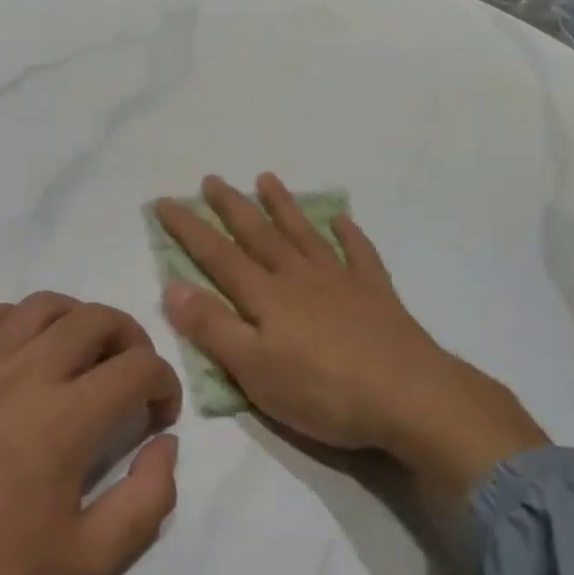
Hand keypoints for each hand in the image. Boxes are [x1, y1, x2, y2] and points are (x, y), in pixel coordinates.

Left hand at [0, 294, 180, 574]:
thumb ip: (145, 502)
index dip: (164, 383)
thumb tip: (165, 446)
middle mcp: (25, 374)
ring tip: (81, 354)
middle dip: (131, 338)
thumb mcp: (83, 566)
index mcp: (67, 417)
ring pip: (41, 307)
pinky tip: (14, 349)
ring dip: (77, 319)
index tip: (160, 415)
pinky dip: (9, 319)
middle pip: (96, 319)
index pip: (139, 367)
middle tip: (132, 375)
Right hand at [154, 175, 546, 503]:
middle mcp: (300, 277)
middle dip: (232, 207)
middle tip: (212, 179)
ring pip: (304, 234)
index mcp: (267, 296)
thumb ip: (213, 327)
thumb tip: (172, 284)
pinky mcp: (375, 293)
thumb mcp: (254, 370)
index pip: (218, 256)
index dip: (189, 229)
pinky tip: (343, 218)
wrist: (408, 396)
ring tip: (267, 179)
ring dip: (283, 206)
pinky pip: (359, 253)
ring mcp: (341, 280)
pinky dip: (349, 233)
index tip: (165, 201)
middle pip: (260, 235)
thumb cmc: (323, 391)